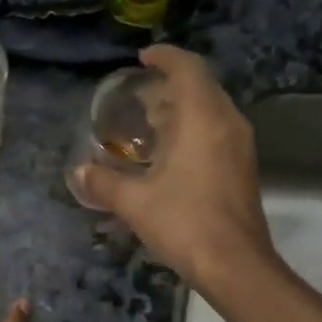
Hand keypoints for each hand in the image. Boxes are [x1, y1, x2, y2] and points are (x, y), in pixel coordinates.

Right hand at [76, 46, 274, 295]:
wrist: (236, 265)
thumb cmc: (185, 223)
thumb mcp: (135, 203)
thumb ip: (104, 183)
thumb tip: (78, 173)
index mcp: (203, 118)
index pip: (187, 68)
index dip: (164, 56)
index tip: (141, 58)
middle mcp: (227, 122)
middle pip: (201, 85)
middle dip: (170, 83)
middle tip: (139, 94)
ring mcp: (239, 145)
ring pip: (211, 109)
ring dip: (182, 107)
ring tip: (149, 122)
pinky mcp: (242, 167)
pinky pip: (217, 130)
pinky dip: (193, 128)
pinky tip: (169, 153)